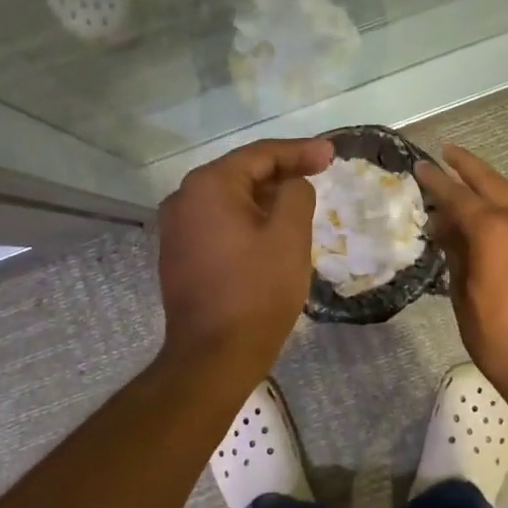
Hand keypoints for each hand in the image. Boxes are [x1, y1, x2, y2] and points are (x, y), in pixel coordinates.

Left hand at [157, 138, 331, 369]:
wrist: (213, 356)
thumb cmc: (256, 291)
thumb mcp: (289, 236)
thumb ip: (296, 194)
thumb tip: (291, 184)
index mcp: (208, 186)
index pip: (260, 155)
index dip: (299, 152)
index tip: (331, 155)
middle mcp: (183, 199)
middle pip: (241, 173)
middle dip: (282, 172)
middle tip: (319, 172)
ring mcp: (176, 229)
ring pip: (229, 200)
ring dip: (265, 197)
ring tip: (300, 199)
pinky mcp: (179, 255)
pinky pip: (219, 223)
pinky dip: (247, 219)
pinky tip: (271, 228)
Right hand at [416, 146, 507, 404]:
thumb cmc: (498, 337)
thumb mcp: (463, 295)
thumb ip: (456, 254)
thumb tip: (446, 229)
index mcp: (493, 230)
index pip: (457, 196)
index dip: (436, 182)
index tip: (420, 168)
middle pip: (490, 182)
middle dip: (467, 167)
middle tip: (447, 154)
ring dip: (489, 186)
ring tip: (468, 183)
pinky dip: (507, 207)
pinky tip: (494, 216)